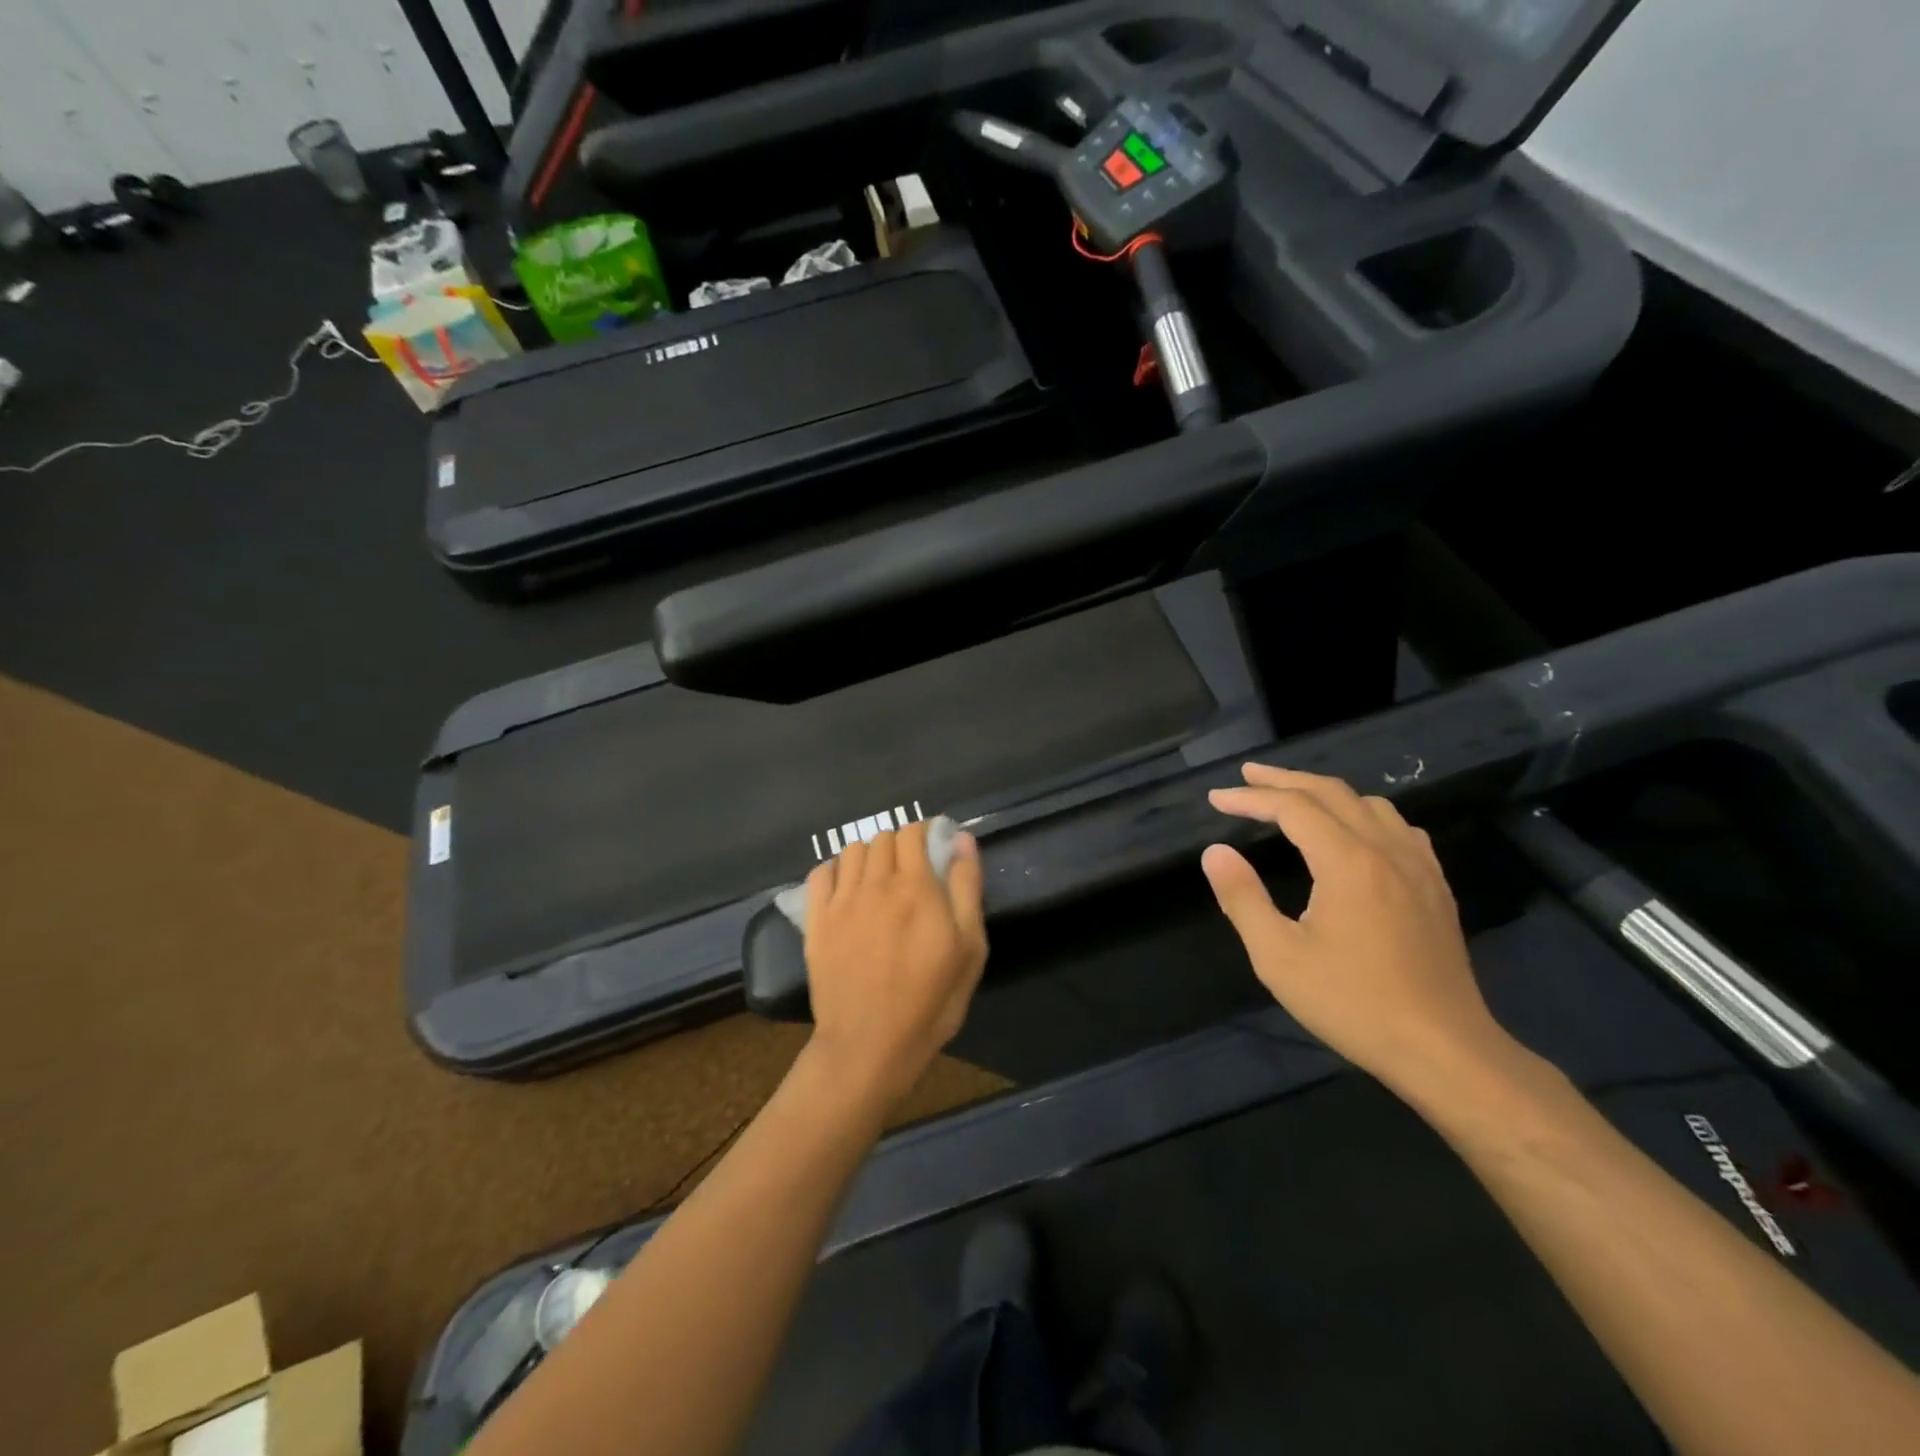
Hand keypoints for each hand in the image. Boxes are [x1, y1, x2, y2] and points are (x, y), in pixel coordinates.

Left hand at [802, 821, 988, 1107]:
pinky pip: (820, 873)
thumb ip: (966, 888)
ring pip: (852, 851)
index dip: (924, 833)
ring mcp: (841, 901)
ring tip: (878, 878)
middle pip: (882, 837)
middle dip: (899, 844)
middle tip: (910, 869)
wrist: (869, 1045)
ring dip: (869, 855)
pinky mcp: (816, 921)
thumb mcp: (969, 948)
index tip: (933, 849)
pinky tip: (846, 888)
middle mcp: (876, 883)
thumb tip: (961, 839)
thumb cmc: (930, 1001)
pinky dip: (835, 870)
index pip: (913, 832)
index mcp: (915, 886)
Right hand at [1202, 765, 1514, 1095]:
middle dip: (1284, 779)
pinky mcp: (1436, 888)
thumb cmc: (1353, 1003)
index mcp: (1347, 862)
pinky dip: (1365, 813)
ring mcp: (1418, 867)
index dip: (1250, 798)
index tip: (1216, 798)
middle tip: (1247, 776)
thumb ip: (1242, 898)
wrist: (1444, 1050)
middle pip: (1331, 792)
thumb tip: (1215, 852)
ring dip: (1325, 791)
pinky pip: (1399, 828)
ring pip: (1370, 804)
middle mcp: (1386, 850)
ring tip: (1294, 796)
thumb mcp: (1278, 956)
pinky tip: (1357, 830)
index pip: (1291, 808)